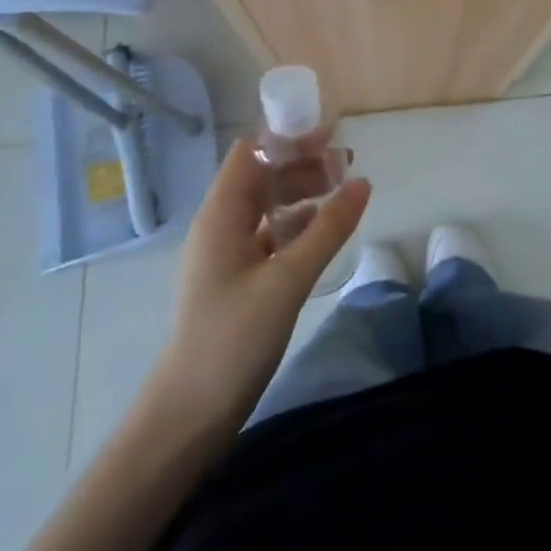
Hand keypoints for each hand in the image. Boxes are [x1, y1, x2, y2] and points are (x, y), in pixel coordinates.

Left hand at [146, 138, 370, 431]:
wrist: (187, 416)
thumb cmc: (231, 340)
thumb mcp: (288, 280)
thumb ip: (328, 229)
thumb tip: (363, 182)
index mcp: (221, 214)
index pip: (252, 152)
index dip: (288, 136)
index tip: (330, 133)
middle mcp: (219, 225)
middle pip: (261, 175)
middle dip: (302, 162)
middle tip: (347, 162)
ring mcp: (226, 253)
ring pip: (266, 204)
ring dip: (301, 191)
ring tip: (342, 189)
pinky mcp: (235, 278)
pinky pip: (268, 233)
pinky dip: (296, 222)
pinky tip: (323, 229)